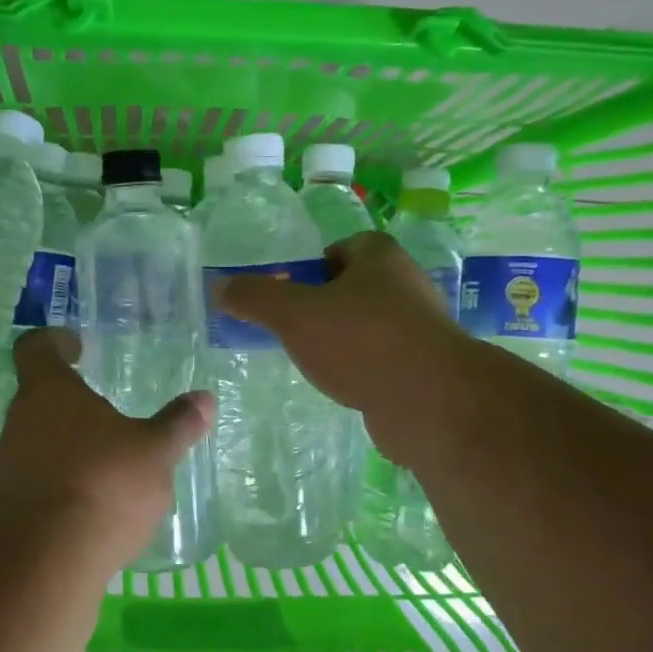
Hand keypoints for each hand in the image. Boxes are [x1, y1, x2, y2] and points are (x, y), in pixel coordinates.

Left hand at [0, 328, 214, 571]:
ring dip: (66, 440)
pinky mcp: (9, 502)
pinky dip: (61, 475)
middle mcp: (21, 419)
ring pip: (37, 436)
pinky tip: (91, 496)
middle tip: (104, 406)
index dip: (56, 342)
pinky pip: (37, 474)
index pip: (36, 348)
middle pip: (39, 394)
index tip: (78, 347)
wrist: (48, 560)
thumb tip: (204, 399)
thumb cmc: (105, 483)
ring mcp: (10, 462)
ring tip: (105, 455)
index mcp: (51, 391)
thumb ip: (178, 424)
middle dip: (70, 399)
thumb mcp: (156, 452)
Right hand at [216, 231, 474, 467]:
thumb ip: (256, 297)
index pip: (339, 249)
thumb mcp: (294, 314)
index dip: (310, 270)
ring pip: (368, 326)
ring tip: (316, 363)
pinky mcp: (426, 367)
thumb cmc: (361, 341)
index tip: (288, 298)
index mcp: (380, 255)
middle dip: (322, 308)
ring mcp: (421, 327)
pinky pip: (383, 359)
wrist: (432, 402)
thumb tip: (220, 286)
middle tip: (294, 332)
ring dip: (343, 341)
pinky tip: (346, 388)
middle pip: (352, 288)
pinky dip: (363, 370)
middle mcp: (406, 283)